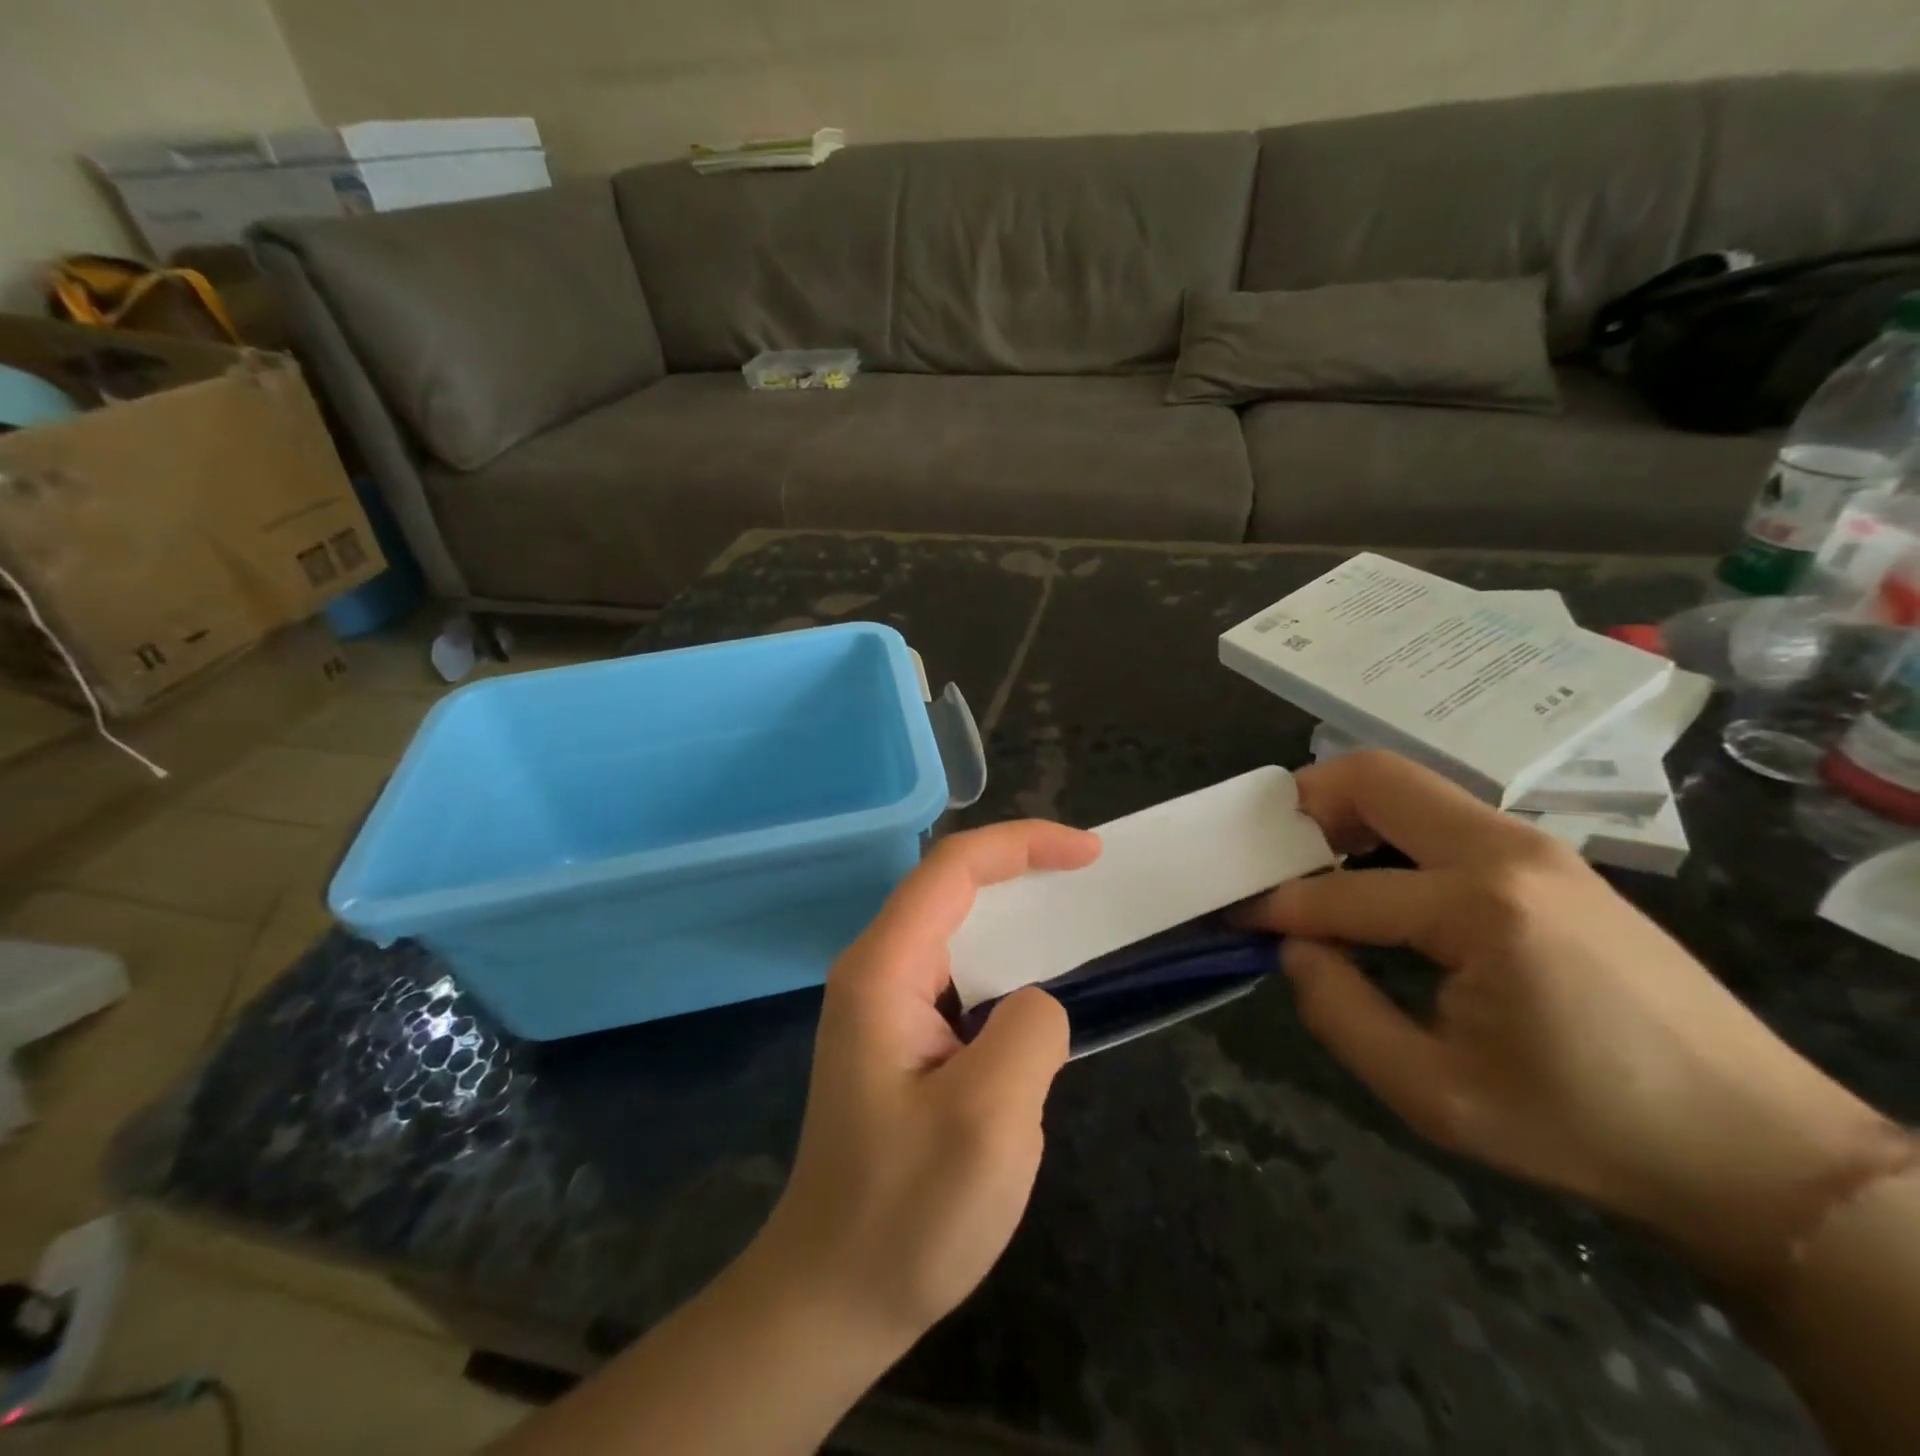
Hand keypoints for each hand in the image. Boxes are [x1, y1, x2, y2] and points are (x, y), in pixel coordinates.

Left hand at [754, 820, 1101, 1351]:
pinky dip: (1004, 960)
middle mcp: (876, 969)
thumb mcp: (989, 1122)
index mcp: (884, 969)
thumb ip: (1030, 1031)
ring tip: (1076, 919)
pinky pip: (957, 972)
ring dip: (1015, 914)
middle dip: (1022, 868)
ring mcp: (883, 1003)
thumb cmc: (905, 1214)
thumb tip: (1034, 1001)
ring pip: (956, 927)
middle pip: (951, 885)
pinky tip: (1038, 985)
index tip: (1089, 853)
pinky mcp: (899, 1036)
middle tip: (1091, 876)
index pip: (953, 868)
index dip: (1023, 844)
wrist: (833, 1295)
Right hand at [1238, 750, 1904, 1289]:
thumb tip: (1297, 948)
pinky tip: (1376, 880)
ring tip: (1311, 866)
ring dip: (1345, 813)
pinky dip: (1387, 831)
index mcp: (1480, 908)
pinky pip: (1442, 817)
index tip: (1232, 915)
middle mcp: (1506, 851)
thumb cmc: (1584, 1127)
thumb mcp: (1434, 1094)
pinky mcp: (1550, 860)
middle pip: (1374, 777)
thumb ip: (1340, 1013)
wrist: (1755, 1145)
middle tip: (1266, 853)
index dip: (1275, 906)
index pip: (1340, 892)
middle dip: (1302, 805)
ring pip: (1409, 787)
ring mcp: (1535, 846)